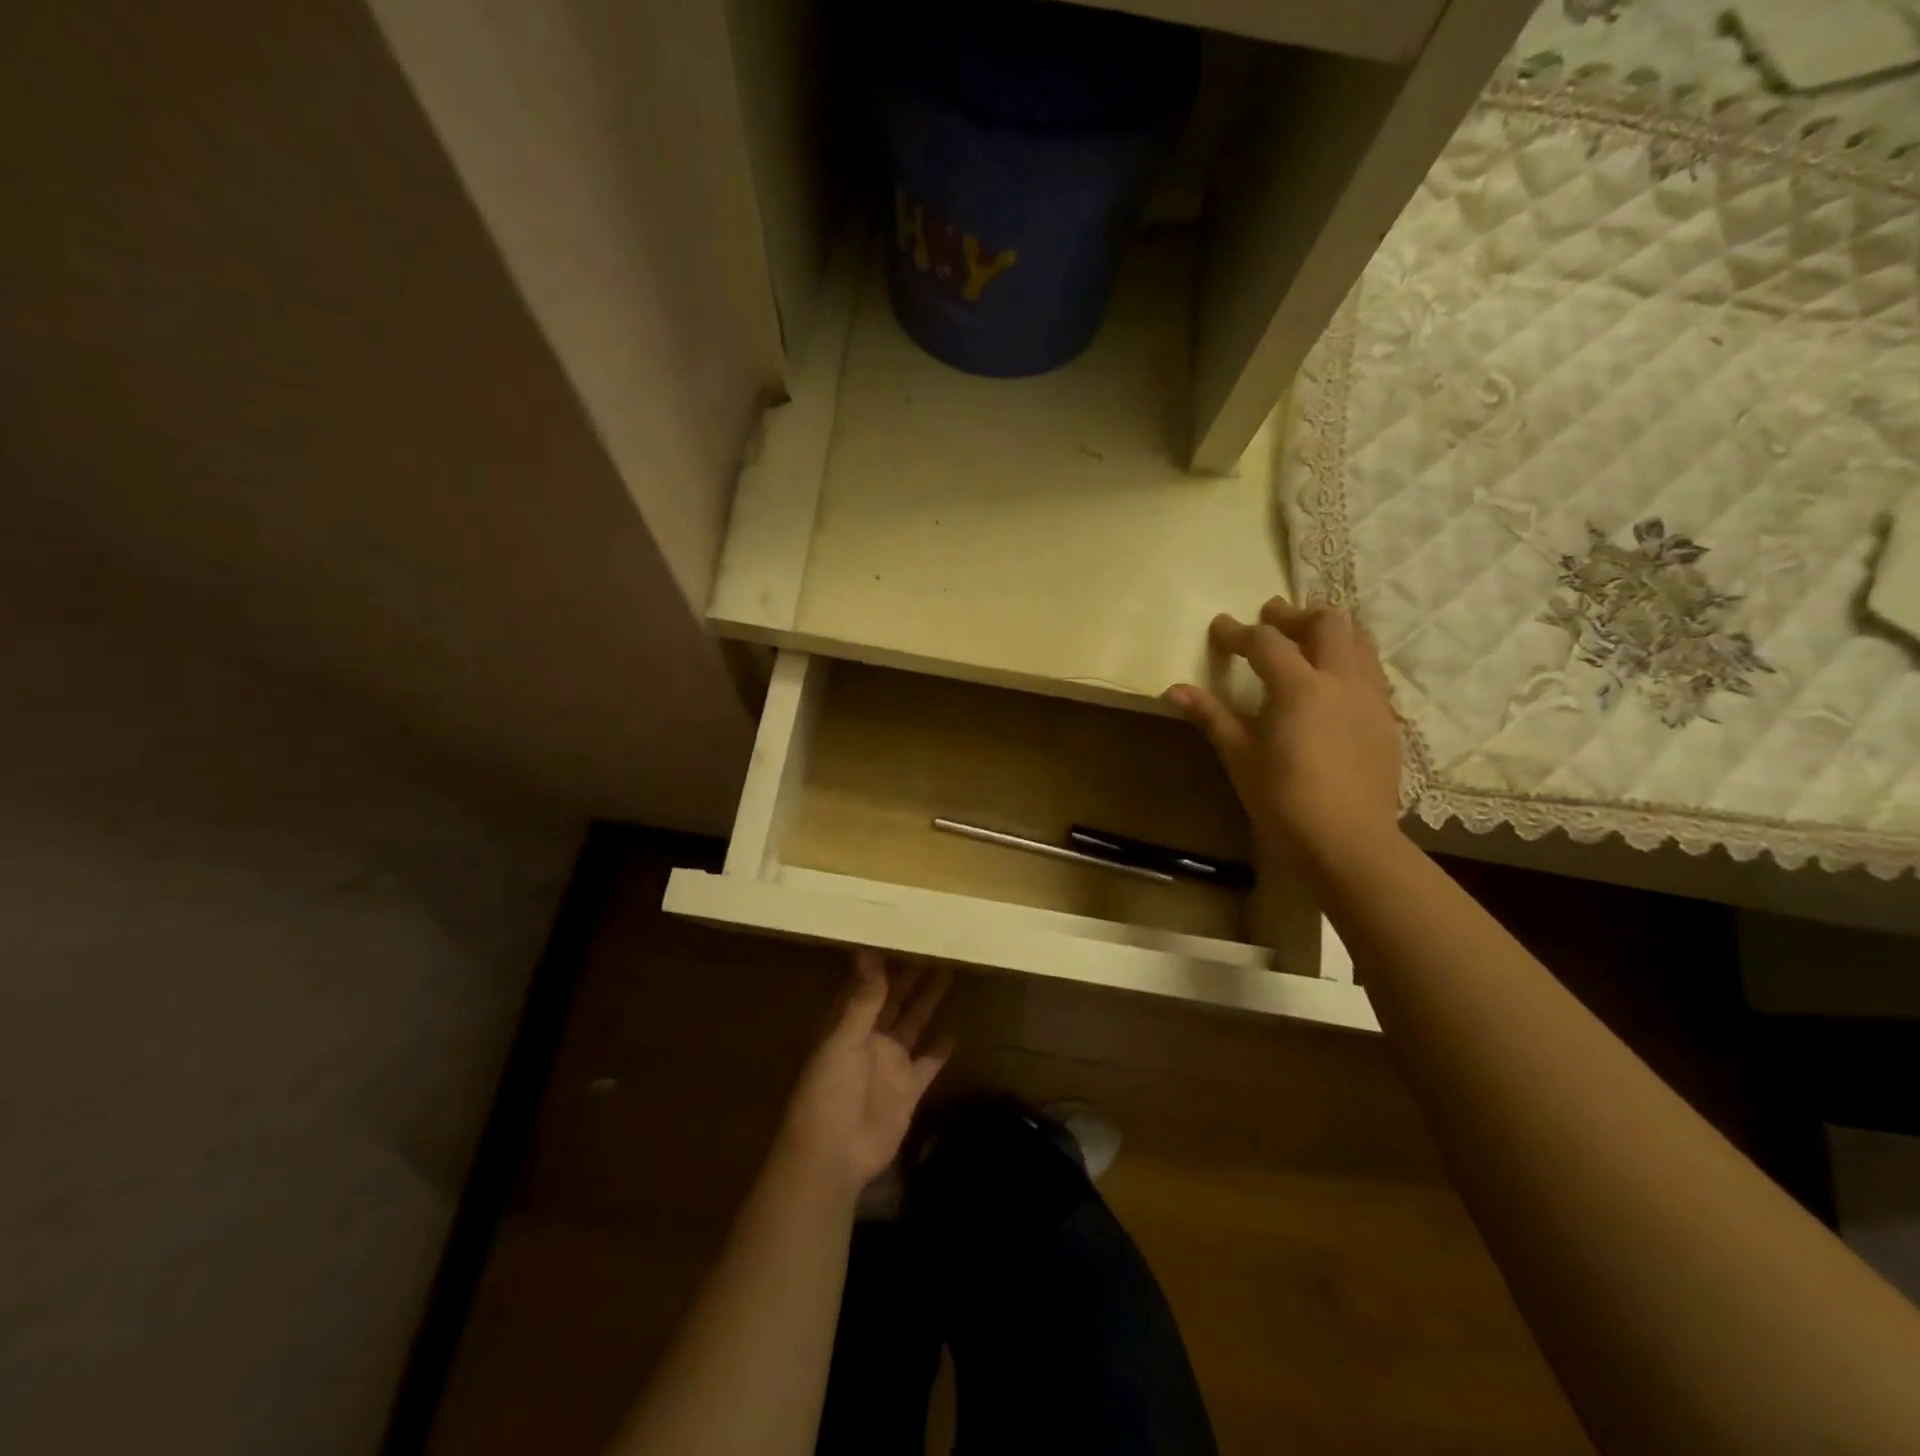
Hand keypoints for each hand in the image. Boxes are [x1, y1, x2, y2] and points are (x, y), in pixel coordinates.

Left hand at [778, 950, 953, 1198]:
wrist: (834, 1155)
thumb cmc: (829, 1091)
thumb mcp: (843, 1040)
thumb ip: (862, 1000)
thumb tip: (867, 951)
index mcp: (849, 1024)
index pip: (867, 985)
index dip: (882, 962)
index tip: (900, 933)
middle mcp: (871, 1038)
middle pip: (895, 1000)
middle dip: (911, 975)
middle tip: (935, 945)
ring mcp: (891, 1063)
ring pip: (914, 1024)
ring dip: (929, 1001)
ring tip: (950, 972)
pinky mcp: (909, 1089)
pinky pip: (928, 1063)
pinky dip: (940, 1049)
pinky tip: (956, 1030)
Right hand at [1165, 598, 1403, 875]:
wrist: (1349, 842)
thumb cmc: (1284, 800)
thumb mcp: (1240, 757)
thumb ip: (1211, 716)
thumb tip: (1173, 690)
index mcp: (1301, 687)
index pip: (1267, 642)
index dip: (1239, 632)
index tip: (1219, 628)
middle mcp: (1342, 680)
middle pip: (1327, 622)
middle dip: (1295, 615)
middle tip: (1271, 619)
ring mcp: (1371, 699)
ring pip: (1359, 641)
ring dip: (1329, 632)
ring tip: (1305, 641)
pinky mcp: (1388, 720)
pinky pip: (1372, 671)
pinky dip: (1349, 660)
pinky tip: (1332, 683)